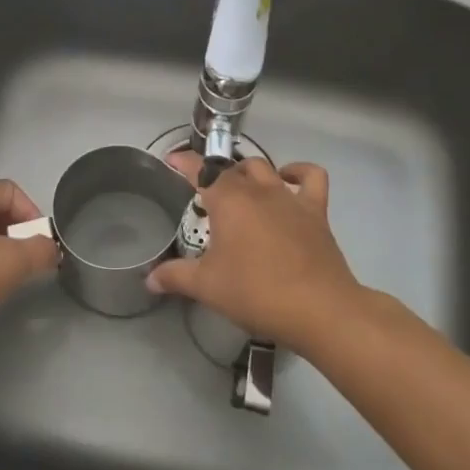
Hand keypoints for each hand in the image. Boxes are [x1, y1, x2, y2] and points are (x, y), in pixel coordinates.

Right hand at [147, 152, 362, 349]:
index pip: (199, 170)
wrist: (319, 309)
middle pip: (232, 170)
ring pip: (264, 168)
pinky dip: (298, 172)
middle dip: (215, 175)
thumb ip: (176, 277)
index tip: (171, 160)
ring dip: (248, 173)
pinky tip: (288, 180)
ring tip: (240, 189)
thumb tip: (149, 279)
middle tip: (204, 195)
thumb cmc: (256, 292)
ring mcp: (289, 197)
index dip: (183, 162)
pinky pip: (310, 177)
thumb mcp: (207, 287)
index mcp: (228, 200)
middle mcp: (257, 189)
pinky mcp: (316, 211)